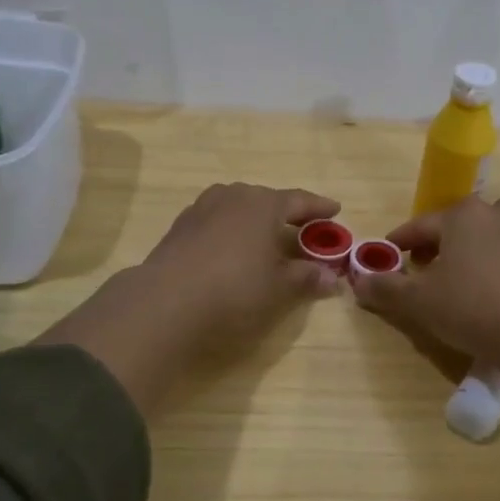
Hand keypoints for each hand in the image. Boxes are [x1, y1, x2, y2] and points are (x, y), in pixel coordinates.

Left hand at [139, 182, 343, 350]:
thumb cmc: (234, 290)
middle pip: (266, 200)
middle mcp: (233, 197)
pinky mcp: (179, 228)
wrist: (164, 303)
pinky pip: (215, 222)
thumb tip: (331, 277)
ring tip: (264, 237)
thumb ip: (306, 278)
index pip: (299, 200)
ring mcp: (201, 209)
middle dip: (285, 213)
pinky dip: (230, 231)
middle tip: (301, 228)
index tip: (335, 210)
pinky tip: (230, 250)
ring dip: (254, 220)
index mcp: (263, 204)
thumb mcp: (279, 289)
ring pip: (237, 207)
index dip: (319, 207)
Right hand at [352, 196, 499, 365]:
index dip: (400, 241)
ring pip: (489, 229)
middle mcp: (493, 215)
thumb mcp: (416, 300)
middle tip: (423, 266)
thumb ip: (385, 287)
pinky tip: (489, 287)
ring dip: (472, 243)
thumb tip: (358, 281)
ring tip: (461, 270)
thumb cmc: (467, 307)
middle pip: (457, 222)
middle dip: (437, 240)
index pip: (420, 225)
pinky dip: (496, 260)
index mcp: (461, 215)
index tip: (388, 255)